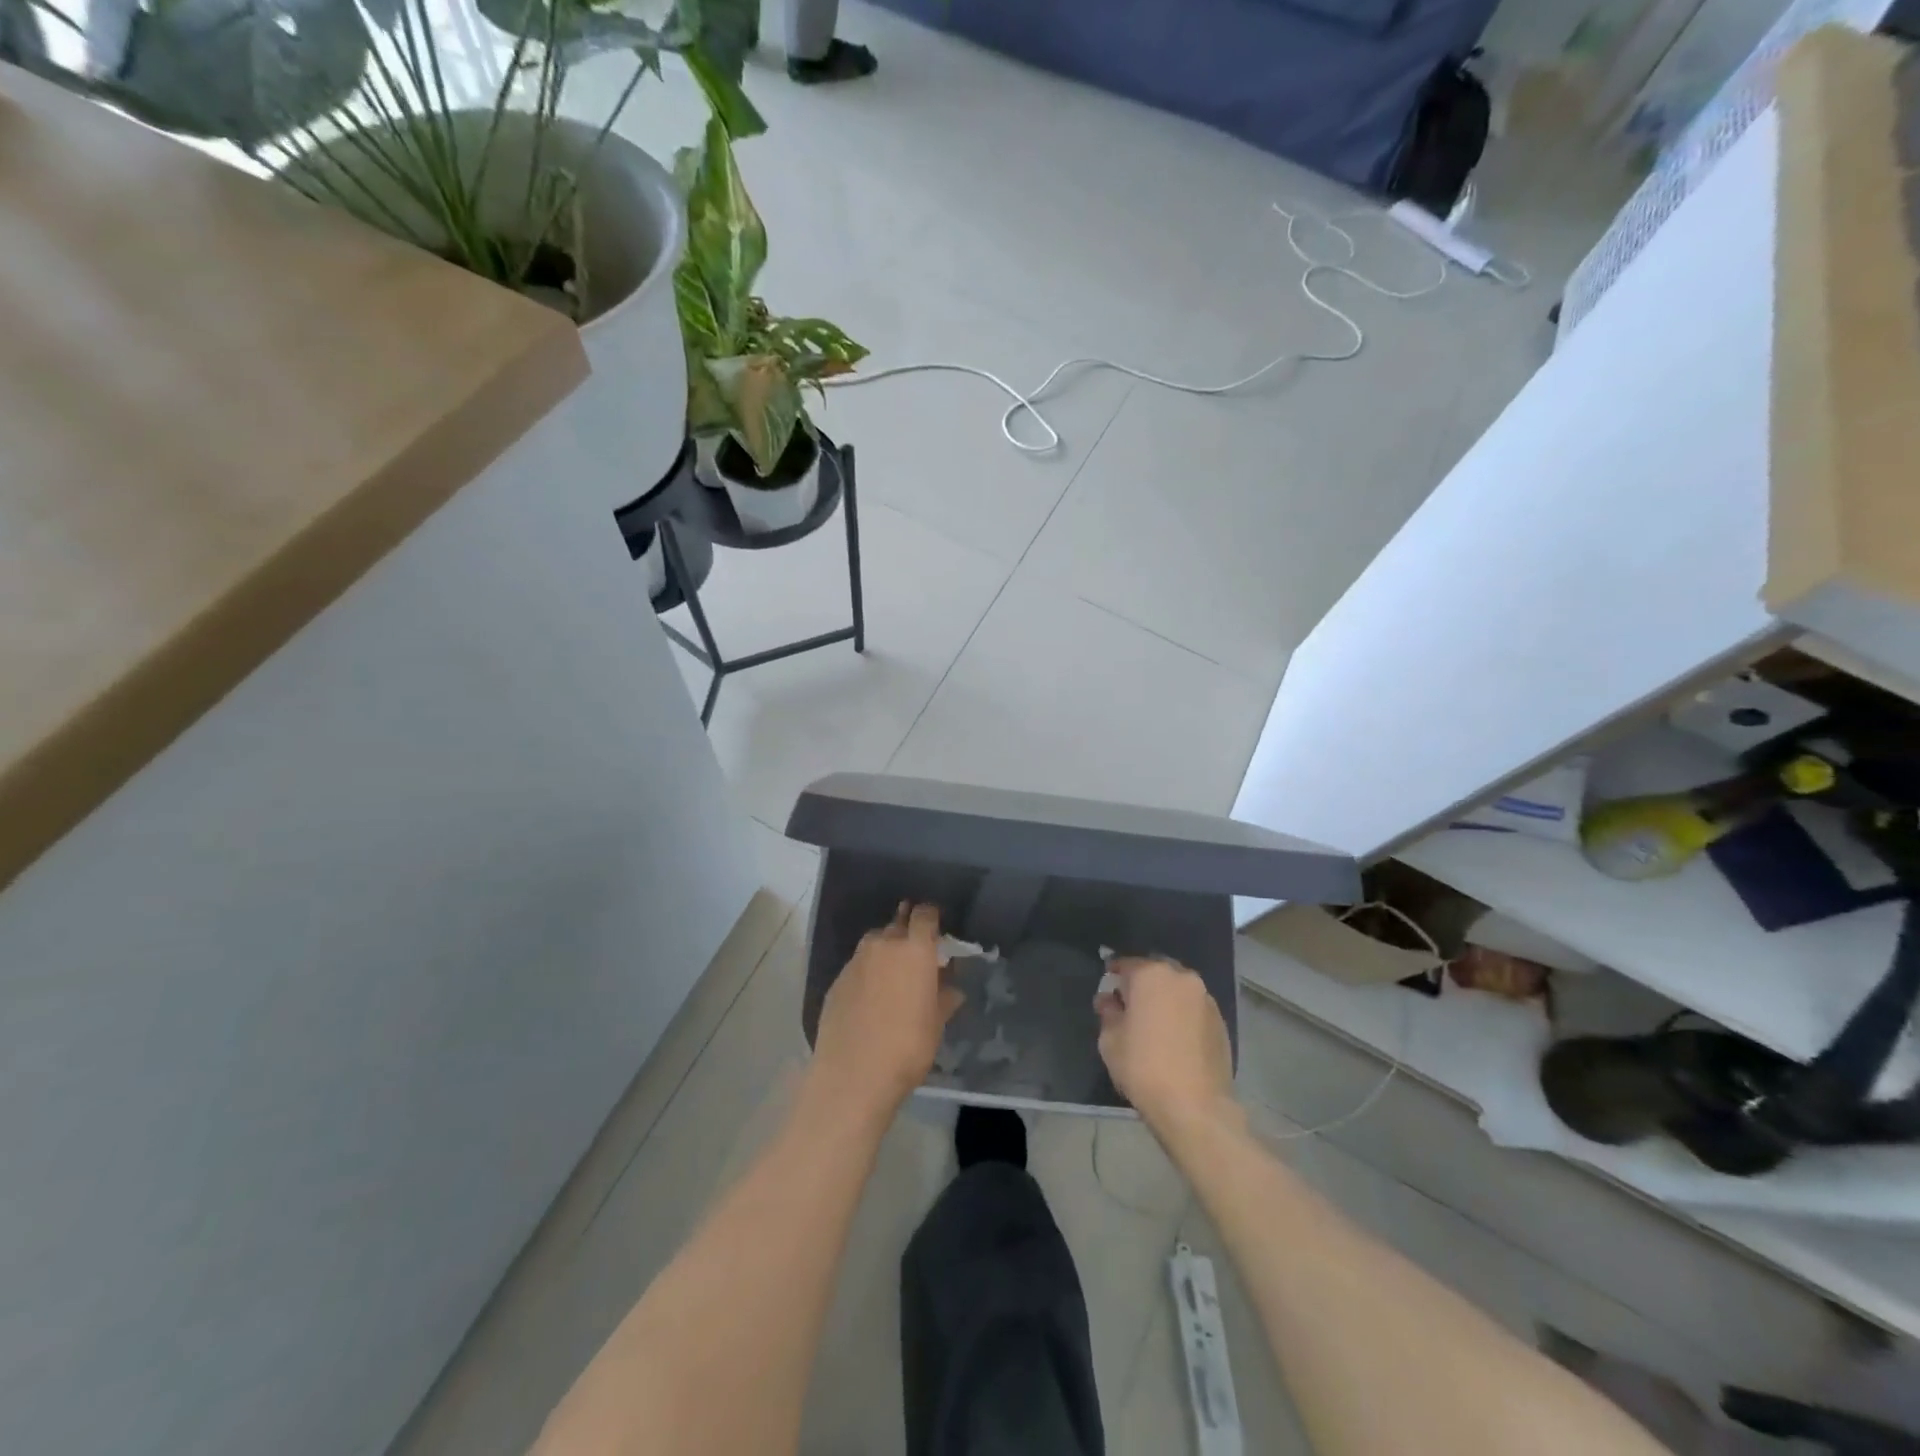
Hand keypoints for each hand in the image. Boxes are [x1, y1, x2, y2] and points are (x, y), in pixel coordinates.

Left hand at [811, 903, 962, 1114]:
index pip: (924, 915)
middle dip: (907, 933)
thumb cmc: (907, 1047)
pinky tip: (870, 996)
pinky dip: (867, 972)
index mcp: (915, 949)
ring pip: (874, 942)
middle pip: (897, 924)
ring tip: (892, 975)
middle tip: (916, 955)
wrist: (852, 1074)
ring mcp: (856, 960)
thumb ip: (944, 998)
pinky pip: (858, 965)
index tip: (937, 929)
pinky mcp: (837, 980)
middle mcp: (884, 945)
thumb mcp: (936, 1025)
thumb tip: (952, 988)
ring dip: (885, 950)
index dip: (931, 917)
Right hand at [1095, 958, 1236, 1133]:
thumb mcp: (1110, 1040)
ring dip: (1164, 999)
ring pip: (1177, 990)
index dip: (1113, 975)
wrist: (1195, 1107)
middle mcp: (1181, 978)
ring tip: (1154, 1024)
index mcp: (1151, 975)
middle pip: (1155, 973)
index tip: (1108, 988)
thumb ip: (1108, 1012)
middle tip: (1130, 1007)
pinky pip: (1193, 1009)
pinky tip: (1175, 1039)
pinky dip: (1182, 1015)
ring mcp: (1205, 999)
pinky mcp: (1221, 1021)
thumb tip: (1109, 1001)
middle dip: (1142, 985)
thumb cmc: (1143, 1067)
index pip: (1126, 964)